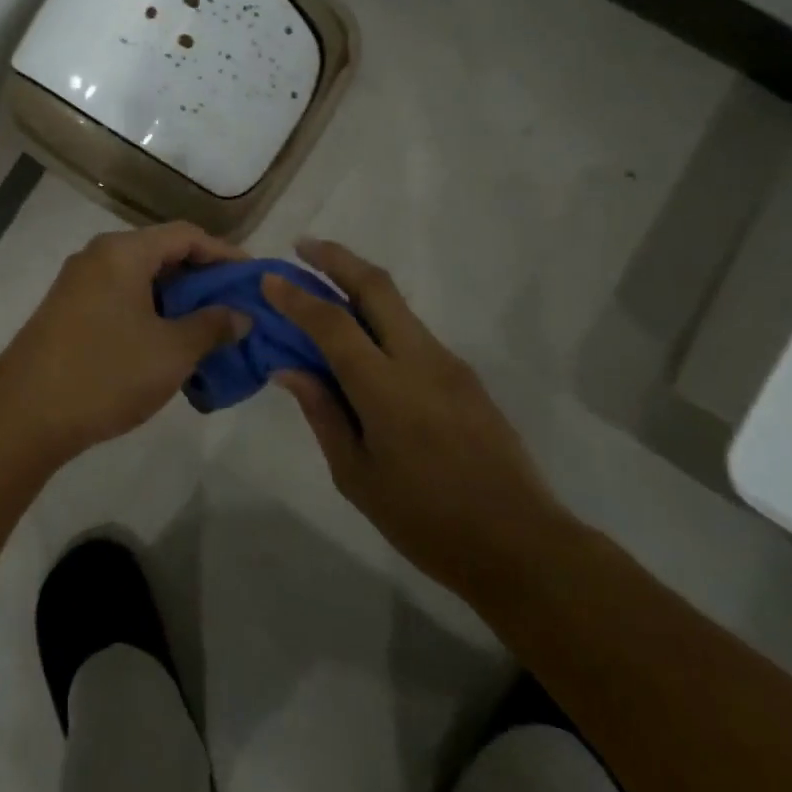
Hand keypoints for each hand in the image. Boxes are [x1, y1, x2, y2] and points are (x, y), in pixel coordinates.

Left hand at [0, 222, 248, 462]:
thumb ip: (212, 326)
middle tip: (235, 308)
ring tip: (208, 331)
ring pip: (140, 280)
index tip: (253, 279)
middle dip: (202, 280)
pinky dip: (150, 314)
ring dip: (177, 301)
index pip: (186, 235)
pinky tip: (168, 346)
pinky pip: (120, 299)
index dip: (225, 254)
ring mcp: (78, 284)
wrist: (23, 416)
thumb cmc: (106, 373)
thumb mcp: (172, 351)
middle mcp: (98, 257)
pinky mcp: (67, 312)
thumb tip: (241, 314)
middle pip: (162, 253)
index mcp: (123, 252)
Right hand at [262, 239, 563, 590]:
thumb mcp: (357, 477)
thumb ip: (323, 414)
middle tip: (303, 246)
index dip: (297, 297)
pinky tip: (362, 342)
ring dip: (359, 285)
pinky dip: (380, 319)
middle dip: (337, 258)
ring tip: (324, 290)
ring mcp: (448, 363)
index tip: (269, 279)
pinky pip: (413, 332)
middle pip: (376, 287)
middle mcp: (420, 360)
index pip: (332, 324)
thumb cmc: (426, 521)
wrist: (521, 545)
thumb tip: (290, 370)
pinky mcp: (465, 376)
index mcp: (386, 389)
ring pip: (397, 305)